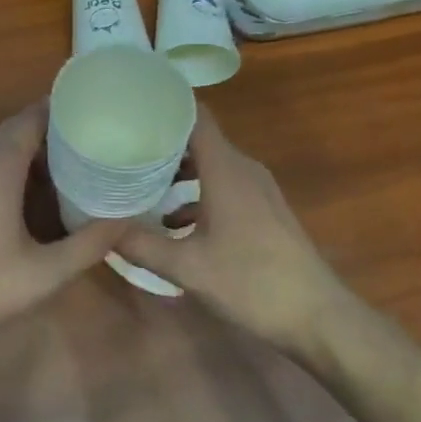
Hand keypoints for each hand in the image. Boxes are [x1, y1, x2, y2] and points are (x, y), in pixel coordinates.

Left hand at [0, 103, 126, 353]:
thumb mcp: (42, 274)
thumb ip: (87, 246)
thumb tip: (126, 222)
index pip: (30, 119)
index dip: (58, 108)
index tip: (90, 107)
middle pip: (14, 130)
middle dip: (49, 128)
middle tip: (87, 135)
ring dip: (29, 150)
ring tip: (67, 161)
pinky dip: (10, 168)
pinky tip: (28, 195)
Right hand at [113, 106, 355, 354]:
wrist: (318, 318)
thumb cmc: (252, 283)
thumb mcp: (188, 268)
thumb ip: (142, 245)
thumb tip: (102, 228)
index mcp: (225, 168)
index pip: (196, 115)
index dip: (166, 104)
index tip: (133, 104)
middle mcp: (242, 169)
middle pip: (199, 138)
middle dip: (162, 140)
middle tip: (123, 144)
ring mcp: (257, 189)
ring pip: (211, 164)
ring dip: (179, 170)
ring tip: (140, 182)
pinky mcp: (264, 210)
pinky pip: (224, 185)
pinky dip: (197, 193)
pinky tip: (174, 222)